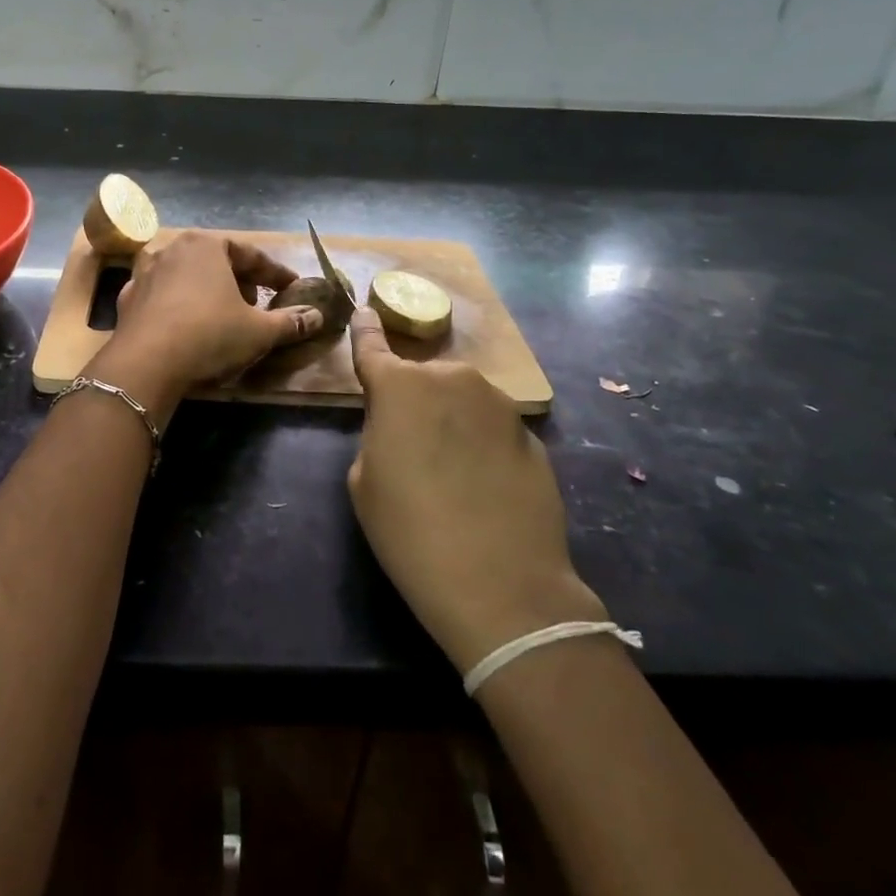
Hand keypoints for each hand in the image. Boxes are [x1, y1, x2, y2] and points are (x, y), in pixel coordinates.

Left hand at [102, 232, 324, 397]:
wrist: (146, 363)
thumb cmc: (209, 335)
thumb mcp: (259, 331)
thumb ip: (290, 321)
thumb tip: (317, 316)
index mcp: (207, 245)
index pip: (251, 255)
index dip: (276, 274)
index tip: (292, 288)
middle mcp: (173, 248)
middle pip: (216, 260)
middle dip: (240, 280)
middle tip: (257, 303)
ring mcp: (145, 271)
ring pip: (186, 275)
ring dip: (207, 290)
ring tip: (222, 313)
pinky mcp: (128, 298)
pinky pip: (163, 295)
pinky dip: (179, 305)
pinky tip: (187, 324)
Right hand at [346, 306, 605, 672]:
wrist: (503, 586)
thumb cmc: (411, 531)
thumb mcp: (364, 482)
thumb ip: (377, 434)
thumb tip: (402, 426)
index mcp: (400, 387)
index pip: (372, 346)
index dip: (365, 330)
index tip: (364, 309)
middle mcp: (452, 379)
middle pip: (422, 380)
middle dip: (414, 400)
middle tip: (410, 448)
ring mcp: (498, 404)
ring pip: (461, 400)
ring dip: (451, 420)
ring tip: (451, 473)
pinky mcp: (531, 434)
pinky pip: (491, 428)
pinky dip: (482, 445)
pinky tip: (484, 489)